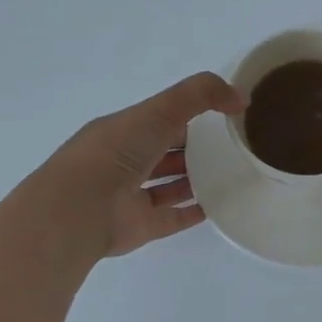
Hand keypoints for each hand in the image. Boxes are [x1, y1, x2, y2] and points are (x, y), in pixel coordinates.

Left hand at [44, 72, 246, 258]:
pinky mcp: (141, 226)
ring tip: (231, 175)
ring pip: (168, 185)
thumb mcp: (161, 109)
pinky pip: (172, 217)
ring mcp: (132, 196)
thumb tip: (241, 97)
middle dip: (194, 149)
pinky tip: (218, 206)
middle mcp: (125, 162)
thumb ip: (201, 95)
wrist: (80, 209)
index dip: (190, 115)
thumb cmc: (117, 151)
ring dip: (194, 180)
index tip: (224, 117)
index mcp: (124, 130)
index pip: (161, 119)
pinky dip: (193, 211)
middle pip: (165, 152)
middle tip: (232, 148)